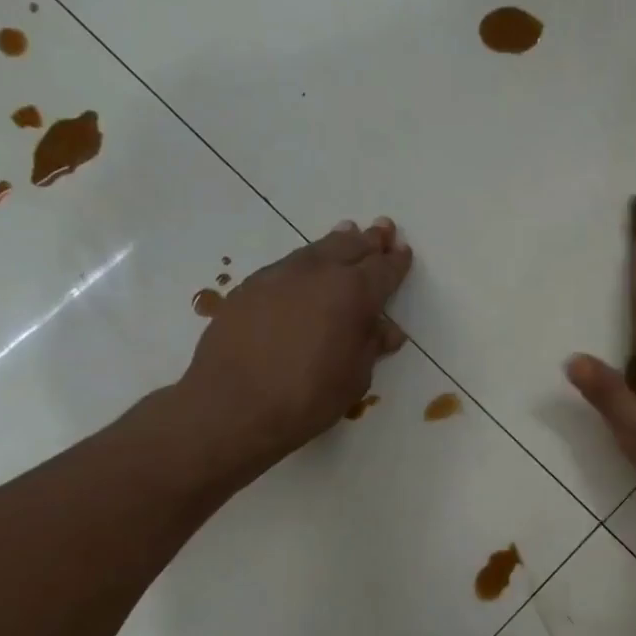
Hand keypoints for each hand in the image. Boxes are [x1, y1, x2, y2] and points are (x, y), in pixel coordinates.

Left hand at [161, 217, 412, 489]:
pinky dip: (305, 262)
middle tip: (382, 229)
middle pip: (349, 247)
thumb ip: (370, 346)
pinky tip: (306, 270)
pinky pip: (287, 266)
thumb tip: (386, 329)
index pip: (382, 270)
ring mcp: (278, 276)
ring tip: (348, 233)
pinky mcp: (249, 287)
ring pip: (315, 250)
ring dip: (336, 242)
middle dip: (369, 240)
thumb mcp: (354, 377)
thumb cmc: (307, 398)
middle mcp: (317, 273)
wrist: (232, 406)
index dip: (396, 262)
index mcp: (352, 293)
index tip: (404, 252)